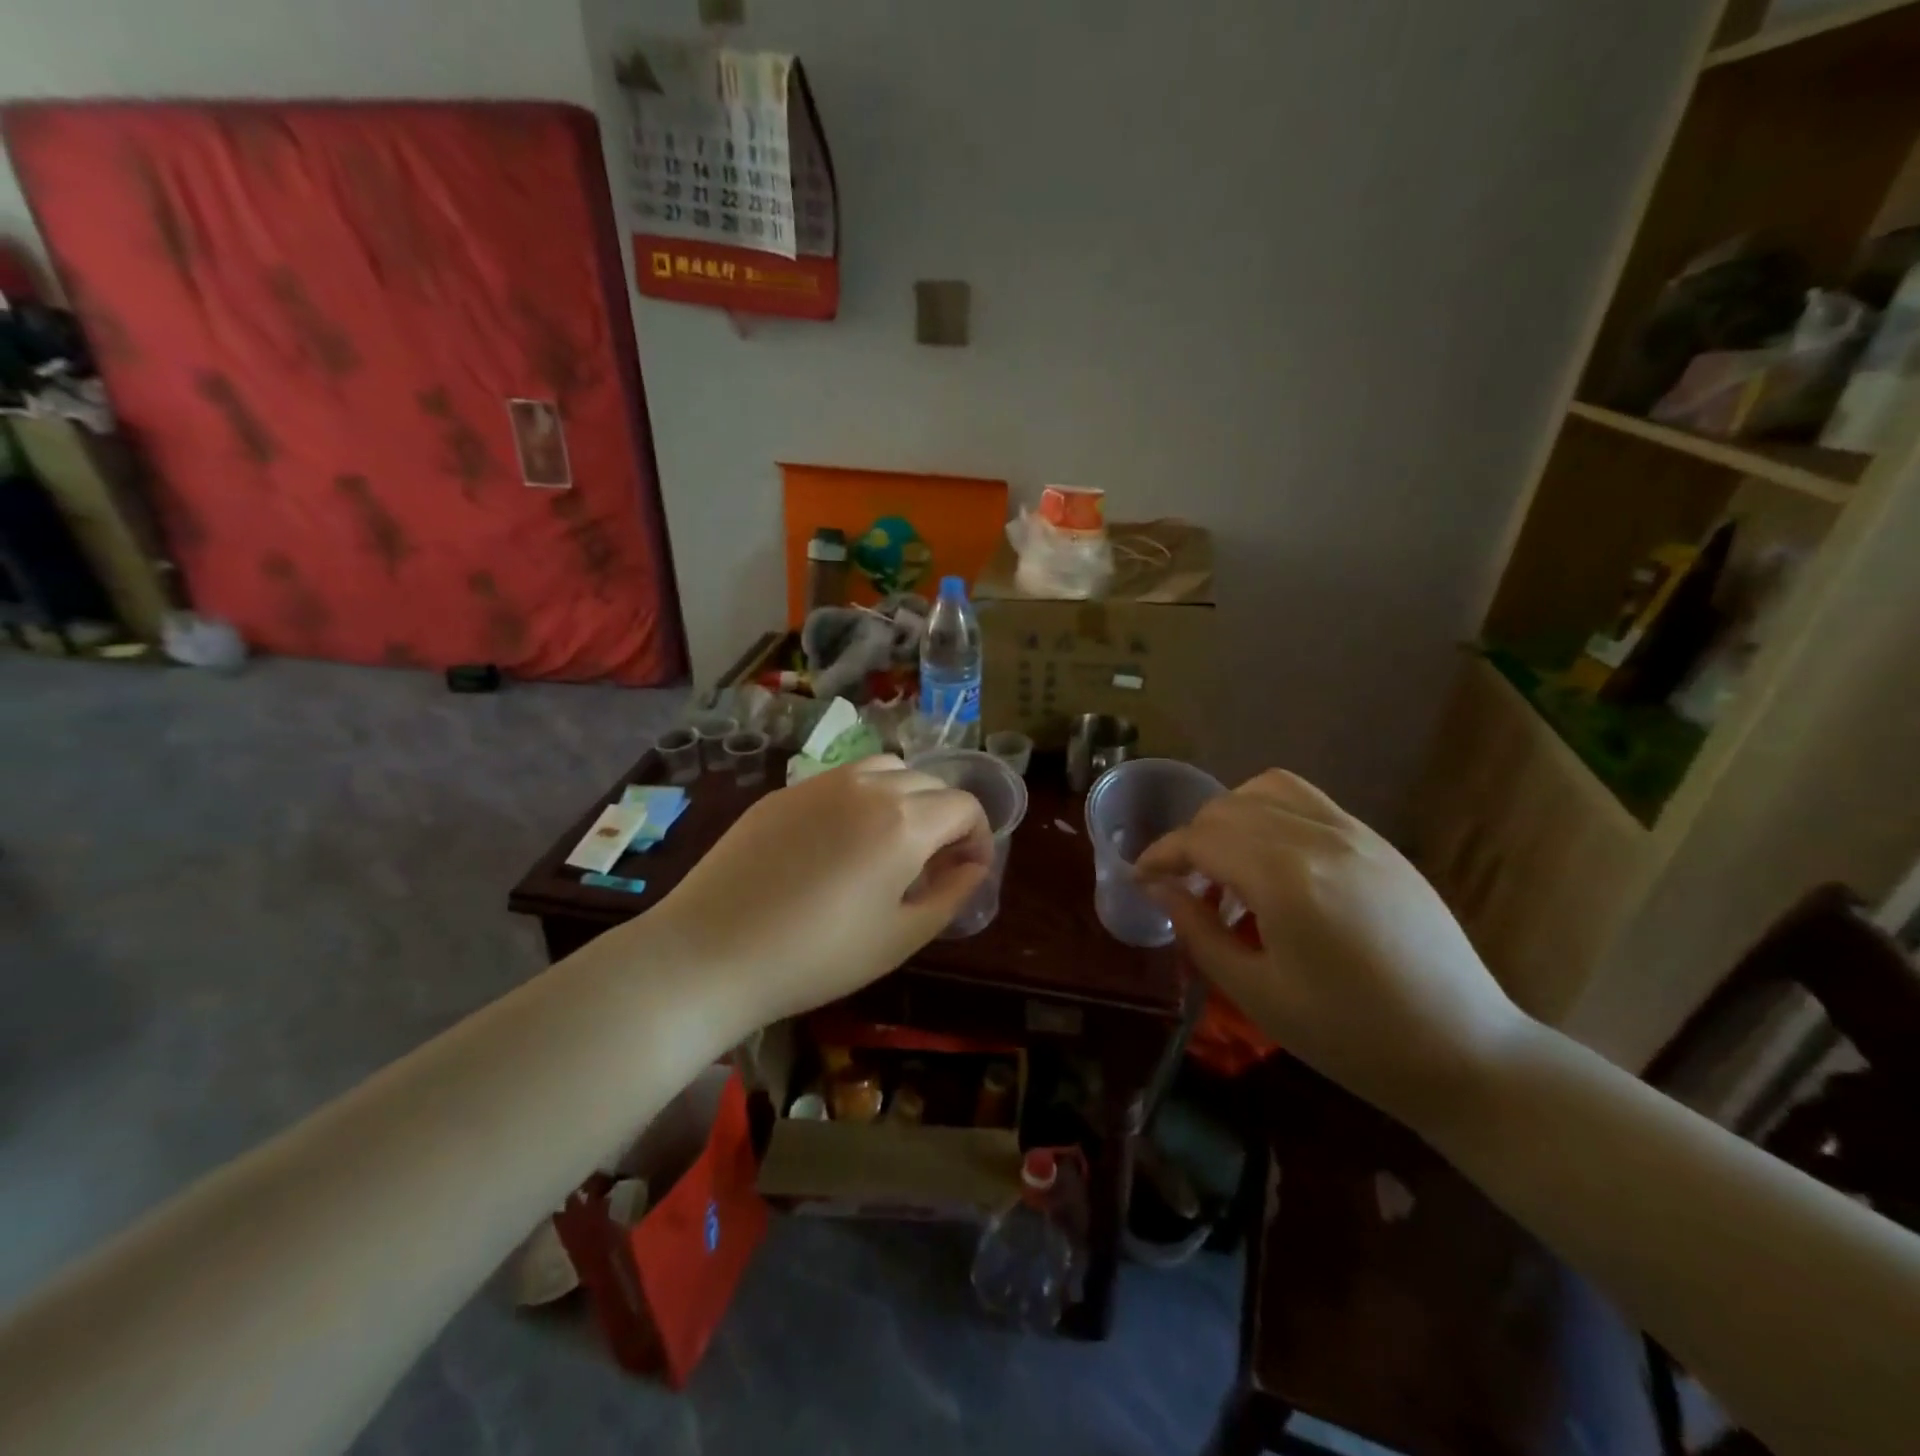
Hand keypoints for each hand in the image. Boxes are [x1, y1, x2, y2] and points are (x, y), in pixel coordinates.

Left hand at [642, 756, 990, 1032]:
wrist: (711, 953)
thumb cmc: (817, 956)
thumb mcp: (901, 937)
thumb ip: (951, 895)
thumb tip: (973, 866)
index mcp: (904, 821)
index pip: (964, 805)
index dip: (977, 837)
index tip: (966, 873)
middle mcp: (868, 786)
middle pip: (928, 782)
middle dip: (944, 818)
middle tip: (930, 866)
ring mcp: (821, 783)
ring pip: (884, 770)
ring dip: (904, 798)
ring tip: (888, 844)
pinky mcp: (784, 792)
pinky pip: (841, 781)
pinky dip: (861, 799)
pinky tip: (837, 844)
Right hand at [1135, 770, 1528, 1125]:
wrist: (1466, 1052)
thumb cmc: (1351, 1037)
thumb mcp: (1257, 993)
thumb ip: (1198, 931)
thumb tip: (1160, 889)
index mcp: (1284, 877)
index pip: (1200, 839)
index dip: (1160, 855)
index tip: (1140, 879)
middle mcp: (1317, 837)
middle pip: (1227, 808)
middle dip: (1191, 840)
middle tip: (1182, 886)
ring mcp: (1354, 833)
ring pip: (1267, 789)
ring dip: (1230, 816)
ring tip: (1227, 863)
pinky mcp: (1377, 842)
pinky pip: (1308, 801)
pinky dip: (1270, 813)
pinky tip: (1273, 862)